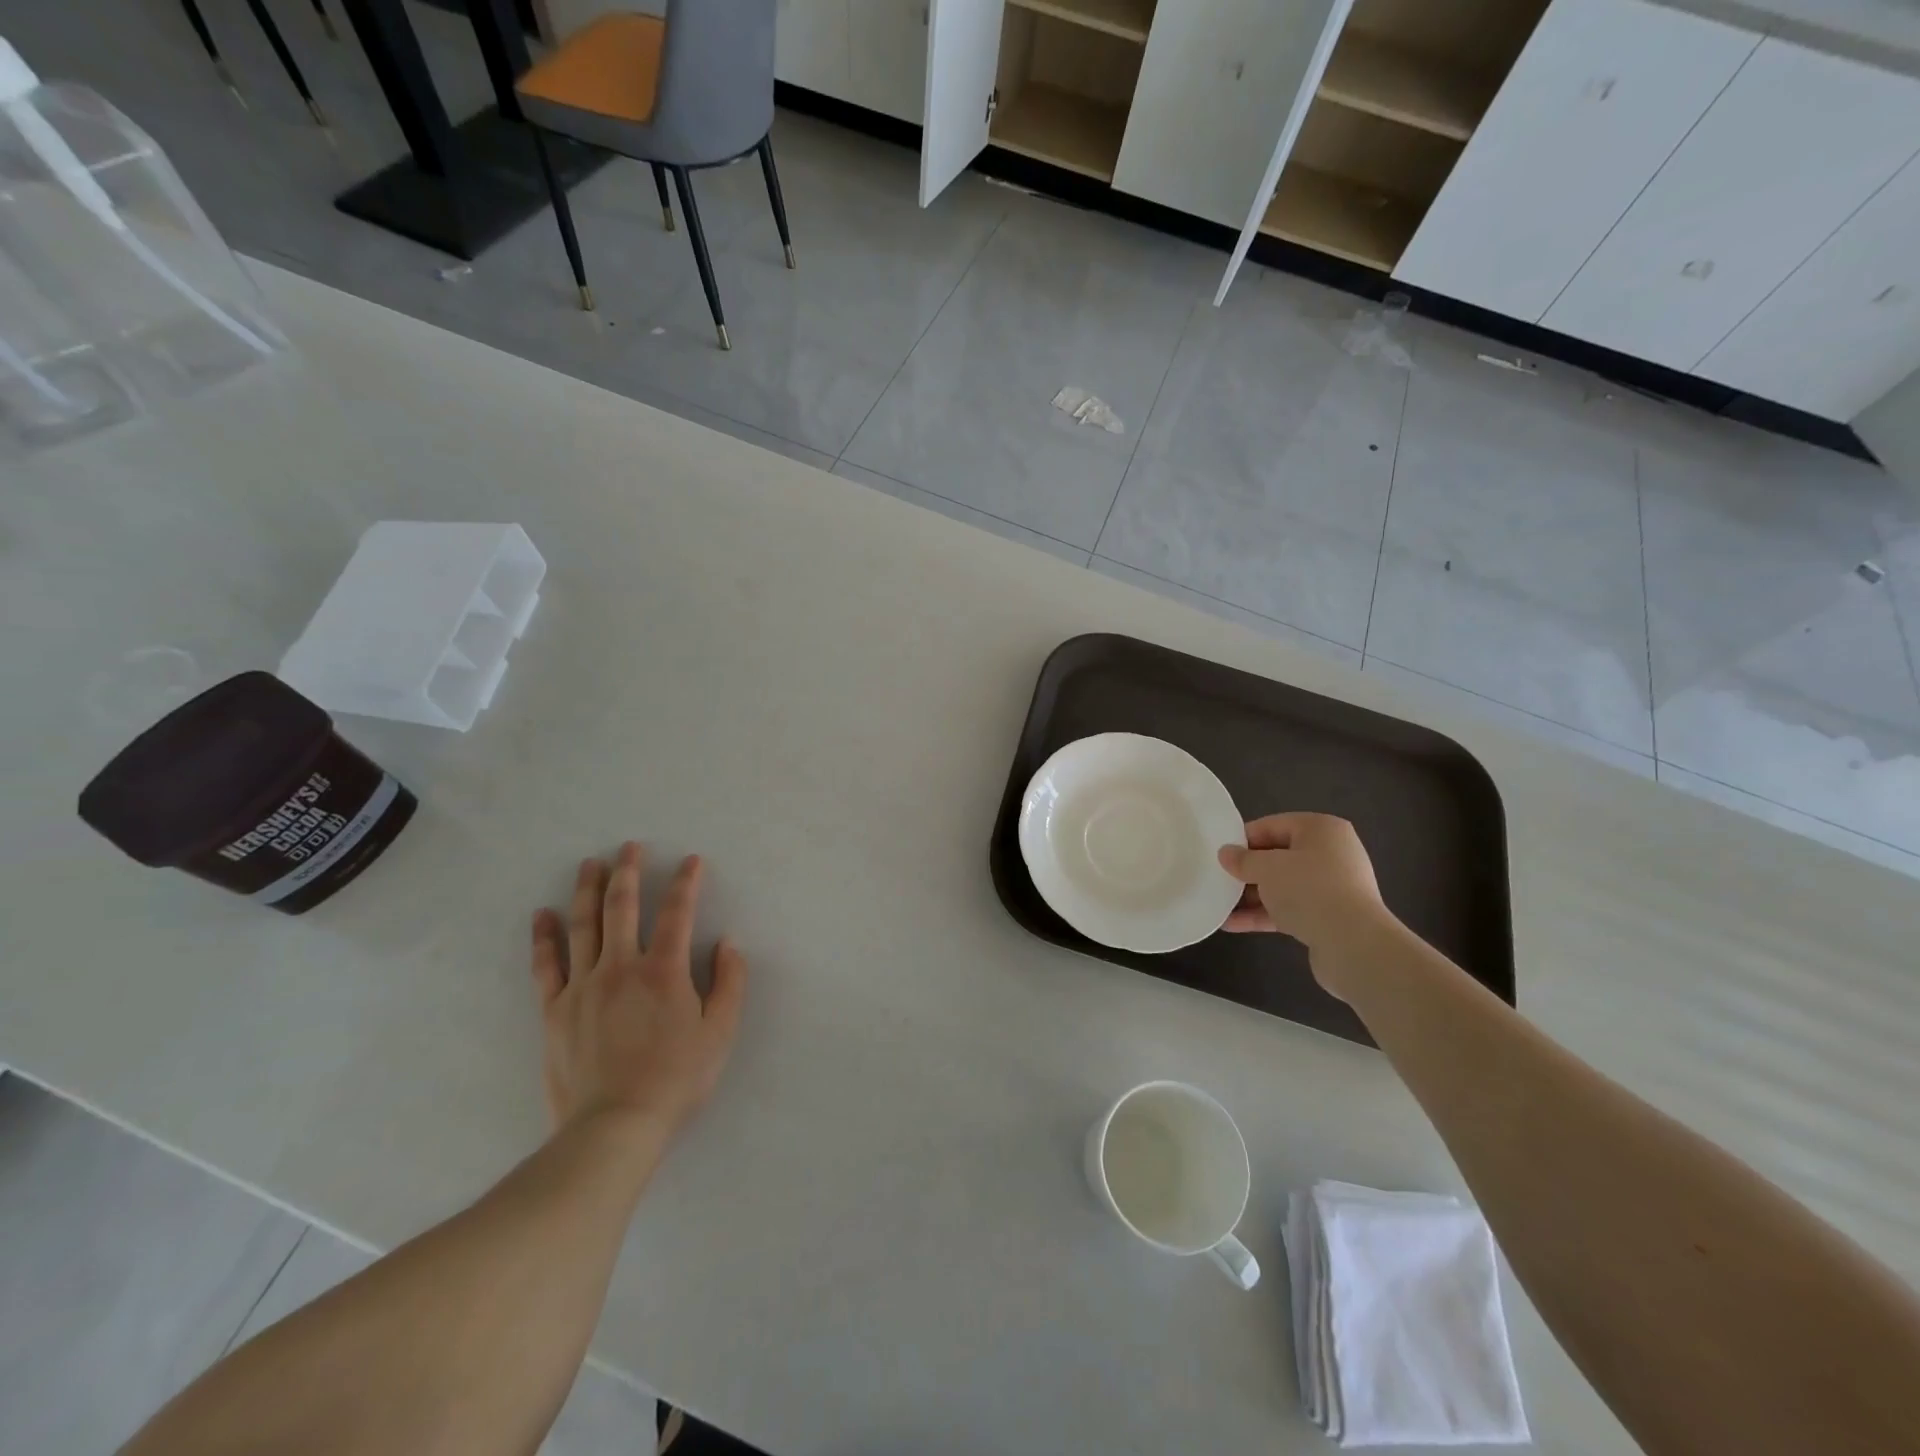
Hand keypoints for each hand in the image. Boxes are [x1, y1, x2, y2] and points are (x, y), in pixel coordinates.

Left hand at [531, 843, 746, 1141]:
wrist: (613, 1127)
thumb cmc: (676, 1079)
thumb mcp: (720, 1032)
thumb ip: (729, 983)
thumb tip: (728, 942)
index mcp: (663, 971)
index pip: (678, 912)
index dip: (686, 882)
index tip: (691, 861)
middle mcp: (621, 967)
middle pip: (621, 907)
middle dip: (628, 871)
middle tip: (629, 846)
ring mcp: (582, 986)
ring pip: (583, 926)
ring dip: (587, 890)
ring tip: (590, 864)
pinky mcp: (554, 1010)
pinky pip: (546, 965)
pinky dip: (544, 937)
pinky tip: (542, 915)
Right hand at [1217, 813, 1392, 986]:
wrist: (1353, 944)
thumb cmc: (1308, 889)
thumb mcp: (1267, 868)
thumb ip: (1242, 860)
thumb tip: (1225, 854)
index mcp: (1321, 830)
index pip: (1272, 825)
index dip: (1243, 839)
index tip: (1219, 854)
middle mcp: (1330, 854)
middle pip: (1278, 857)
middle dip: (1247, 870)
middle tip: (1218, 879)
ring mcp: (1331, 887)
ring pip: (1282, 886)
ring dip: (1250, 896)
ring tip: (1219, 904)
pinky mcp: (1328, 917)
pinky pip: (1289, 909)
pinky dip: (1263, 914)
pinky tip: (1232, 925)